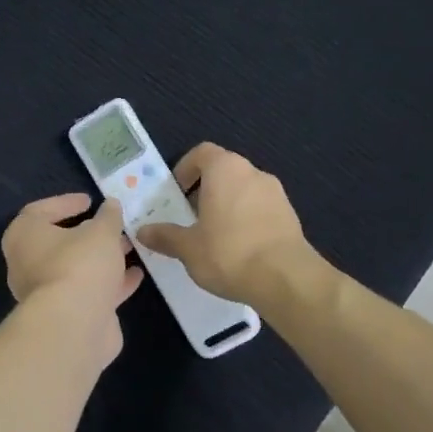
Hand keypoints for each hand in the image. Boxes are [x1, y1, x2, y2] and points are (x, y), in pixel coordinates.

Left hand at [2, 194, 143, 354]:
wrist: (74, 326)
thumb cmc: (80, 265)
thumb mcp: (101, 231)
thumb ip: (108, 216)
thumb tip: (110, 205)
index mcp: (24, 236)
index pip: (39, 211)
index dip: (65, 203)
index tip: (90, 201)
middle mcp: (28, 264)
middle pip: (59, 243)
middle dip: (89, 234)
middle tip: (113, 225)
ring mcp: (46, 293)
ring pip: (76, 269)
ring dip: (102, 258)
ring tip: (130, 247)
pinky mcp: (66, 315)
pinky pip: (89, 292)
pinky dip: (110, 283)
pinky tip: (136, 275)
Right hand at [134, 143, 308, 305]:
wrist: (286, 278)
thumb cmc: (229, 253)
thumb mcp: (188, 248)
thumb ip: (165, 236)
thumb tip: (142, 231)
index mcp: (225, 170)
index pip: (202, 153)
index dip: (186, 168)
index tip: (176, 193)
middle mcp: (253, 172)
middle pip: (224, 171)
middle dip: (205, 190)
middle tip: (190, 217)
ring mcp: (276, 193)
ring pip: (243, 190)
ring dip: (227, 205)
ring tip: (214, 236)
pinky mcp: (290, 215)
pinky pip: (260, 208)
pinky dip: (246, 219)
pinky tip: (239, 248)